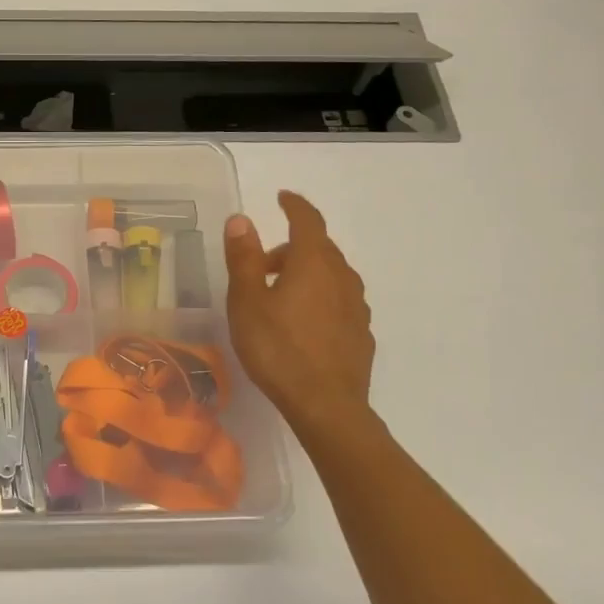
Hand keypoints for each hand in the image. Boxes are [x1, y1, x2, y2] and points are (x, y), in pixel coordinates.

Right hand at [223, 191, 377, 432]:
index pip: (307, 220)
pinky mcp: (361, 332)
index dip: (294, 205)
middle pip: (318, 247)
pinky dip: (319, 297)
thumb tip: (242, 219)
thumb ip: (244, 258)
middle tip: (260, 266)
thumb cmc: (278, 349)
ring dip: (305, 273)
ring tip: (278, 298)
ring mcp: (356, 305)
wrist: (327, 406)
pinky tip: (301, 324)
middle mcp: (342, 276)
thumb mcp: (247, 302)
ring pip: (330, 274)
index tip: (282, 197)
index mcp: (313, 262)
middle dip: (290, 248)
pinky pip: (338, 300)